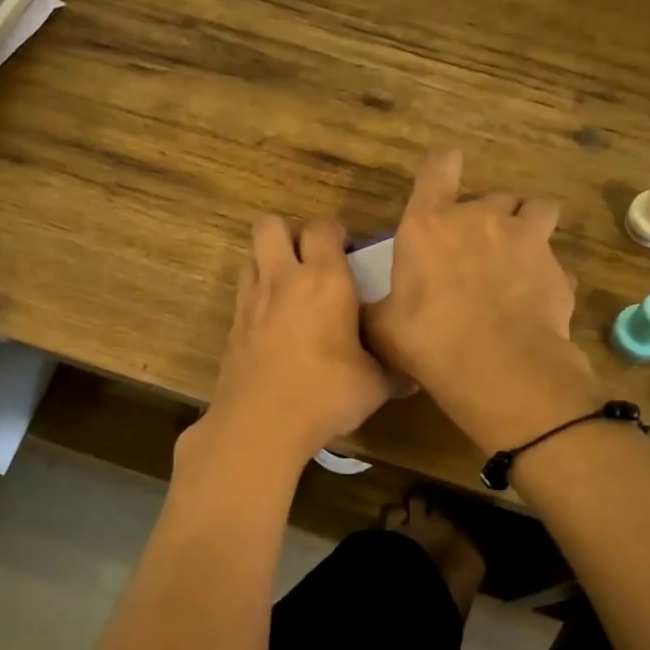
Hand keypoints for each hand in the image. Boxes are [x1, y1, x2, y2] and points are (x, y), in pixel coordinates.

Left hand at [189, 215, 394, 471]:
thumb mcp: (374, 385)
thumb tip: (416, 377)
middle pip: (272, 226)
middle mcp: (283, 279)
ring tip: (290, 290)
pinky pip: (243, 293)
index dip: (336, 233)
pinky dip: (257, 297)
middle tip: (310, 261)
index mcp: (324, 280)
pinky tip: (274, 325)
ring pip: (252, 256)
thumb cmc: (325, 394)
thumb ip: (394, 372)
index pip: (323, 228)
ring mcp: (252, 301)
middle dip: (290, 234)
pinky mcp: (233, 326)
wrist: (260, 423)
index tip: (349, 253)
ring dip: (269, 263)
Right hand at [365, 149, 596, 451]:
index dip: (443, 167)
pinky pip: (555, 264)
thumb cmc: (428, 340)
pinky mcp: (558, 269)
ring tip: (519, 257)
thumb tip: (359, 312)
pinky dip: (547, 277)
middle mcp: (480, 219)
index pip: (439, 167)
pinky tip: (535, 303)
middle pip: (492, 196)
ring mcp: (526, 239)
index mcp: (429, 224)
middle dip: (487, 218)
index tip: (446, 174)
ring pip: (536, 210)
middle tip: (476, 252)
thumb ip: (374, 309)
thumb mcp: (382, 328)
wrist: (498, 366)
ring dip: (528, 226)